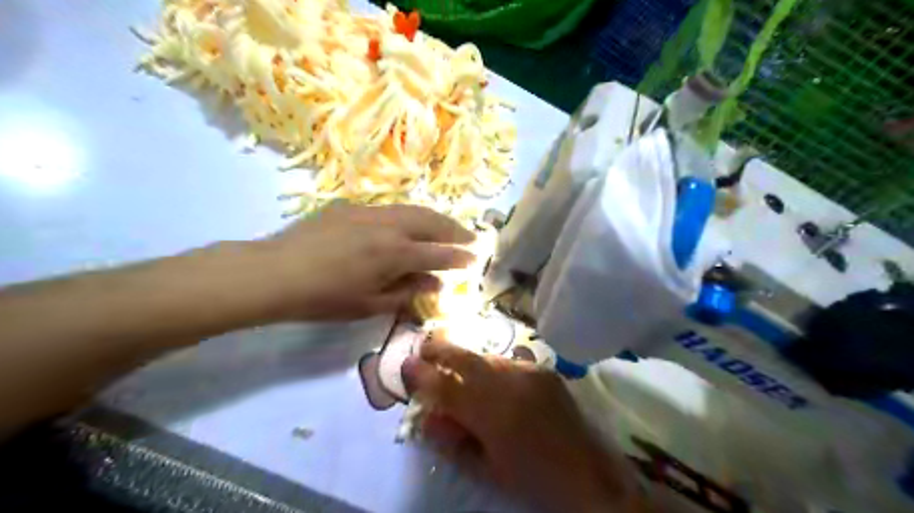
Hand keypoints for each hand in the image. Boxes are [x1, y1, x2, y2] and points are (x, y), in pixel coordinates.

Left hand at [252, 201, 474, 317]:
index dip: (459, 257)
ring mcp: (370, 212)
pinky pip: (391, 209)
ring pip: (413, 210)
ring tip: (449, 227)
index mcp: (395, 254)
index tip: (475, 258)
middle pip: (432, 222)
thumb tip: (435, 283)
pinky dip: (410, 216)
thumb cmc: (323, 298)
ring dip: (436, 218)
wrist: (275, 272)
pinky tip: (410, 224)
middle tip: (471, 237)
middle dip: (455, 230)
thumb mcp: (369, 304)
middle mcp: (389, 227)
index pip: (438, 254)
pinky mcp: (352, 207)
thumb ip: (407, 292)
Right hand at [401, 334, 641, 512]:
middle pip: (467, 359)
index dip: (422, 376)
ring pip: (487, 357)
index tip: (405, 365)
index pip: (447, 388)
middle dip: (441, 350)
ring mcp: (530, 373)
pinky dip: (492, 367)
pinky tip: (491, 379)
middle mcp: (511, 385)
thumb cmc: (532, 478)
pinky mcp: (544, 370)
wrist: (589, 472)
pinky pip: (509, 361)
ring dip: (467, 359)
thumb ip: (453, 441)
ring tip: (454, 364)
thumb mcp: (486, 469)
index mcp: (493, 415)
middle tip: (424, 346)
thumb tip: (427, 416)